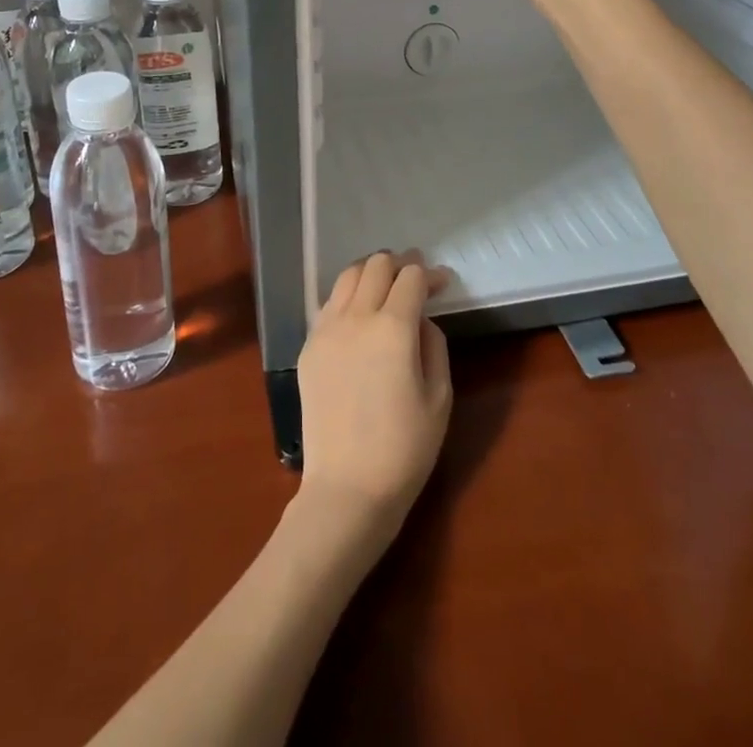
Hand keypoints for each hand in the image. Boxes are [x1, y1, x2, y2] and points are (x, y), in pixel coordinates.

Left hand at [296, 251, 452, 544]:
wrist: (346, 489)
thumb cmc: (404, 450)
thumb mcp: (440, 398)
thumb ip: (434, 346)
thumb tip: (422, 319)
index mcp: (393, 328)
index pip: (411, 277)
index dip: (430, 274)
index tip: (443, 283)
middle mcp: (356, 317)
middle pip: (376, 265)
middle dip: (400, 264)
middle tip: (415, 279)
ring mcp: (326, 330)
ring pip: (347, 276)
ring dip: (371, 273)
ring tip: (386, 287)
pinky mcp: (308, 346)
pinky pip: (329, 304)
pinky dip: (349, 296)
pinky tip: (359, 315)